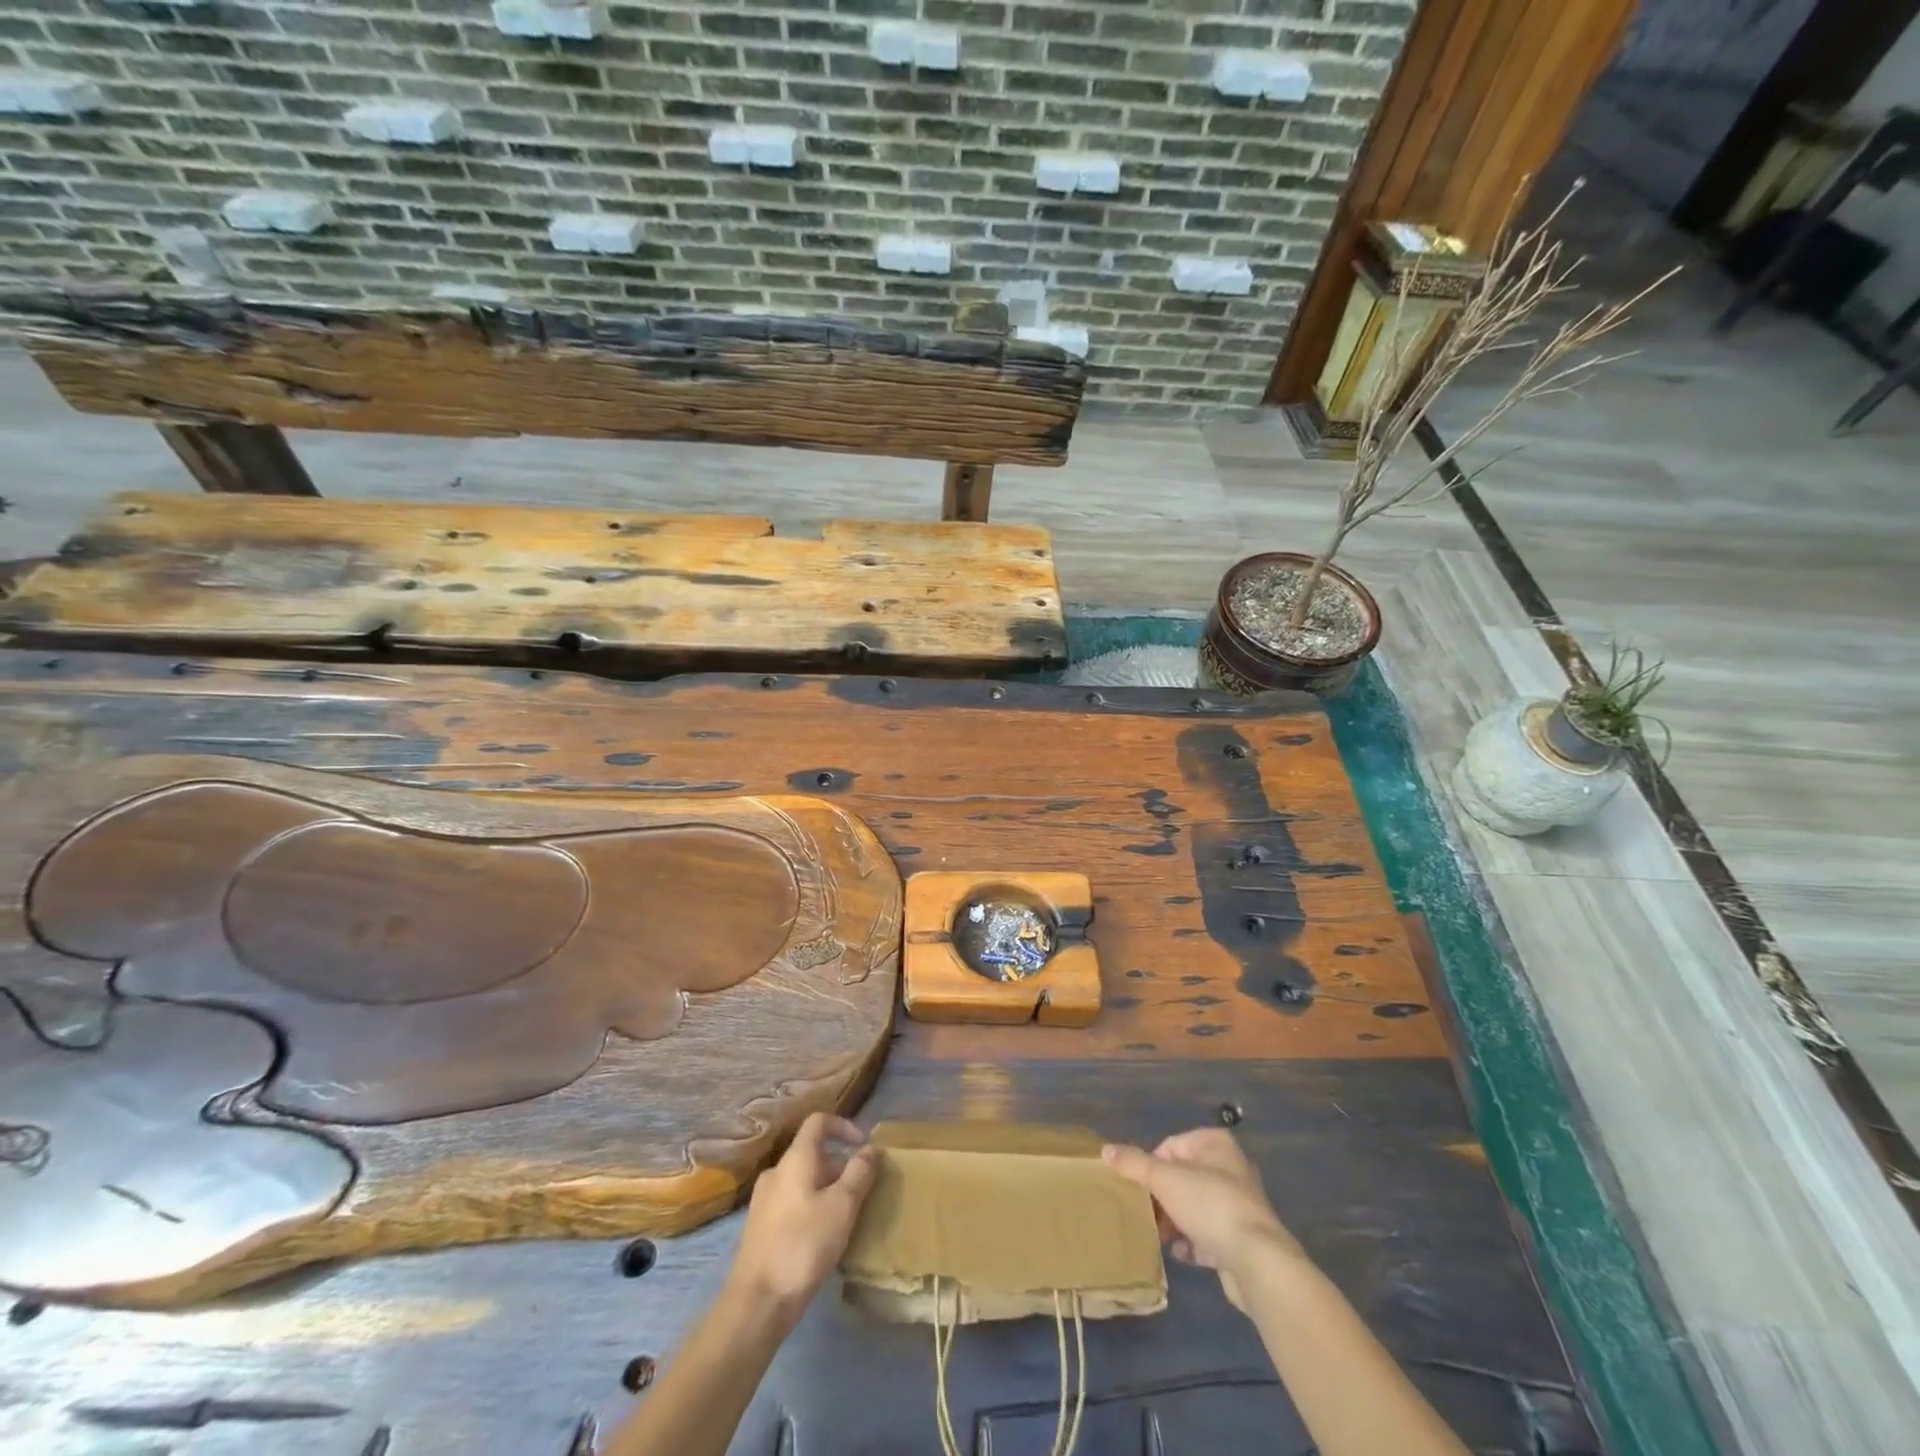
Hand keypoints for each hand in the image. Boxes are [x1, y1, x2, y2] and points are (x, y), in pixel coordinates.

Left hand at [728, 1112, 878, 1323]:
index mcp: (794, 1159)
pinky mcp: (760, 1229)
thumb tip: (870, 1149)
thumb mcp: (843, 1206)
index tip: (863, 1146)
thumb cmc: (803, 1245)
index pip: (818, 1122)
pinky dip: (811, 1209)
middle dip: (840, 1167)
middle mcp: (776, 1172)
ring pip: (803, 1182)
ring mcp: (764, 1202)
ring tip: (846, 1218)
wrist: (756, 1303)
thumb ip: (859, 1173)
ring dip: (827, 1191)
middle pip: (812, 1155)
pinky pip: (792, 1205)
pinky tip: (823, 1239)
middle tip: (862, 1192)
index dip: (843, 1126)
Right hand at [1103, 1128, 1306, 1309]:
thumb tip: (1105, 1150)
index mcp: (1215, 1143)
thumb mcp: (1164, 1179)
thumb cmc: (1210, 1205)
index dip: (1151, 1168)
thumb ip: (1134, 1164)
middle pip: (1181, 1178)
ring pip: (1194, 1207)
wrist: (1258, 1262)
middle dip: (1162, 1198)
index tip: (1141, 1190)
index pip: (1170, 1146)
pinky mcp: (1242, 1238)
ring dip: (1175, 1222)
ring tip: (1161, 1237)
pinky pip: (1208, 1234)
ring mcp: (1238, 1204)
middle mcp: (1230, 1168)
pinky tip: (1182, 1254)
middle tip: (1147, 1215)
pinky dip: (1193, 1242)